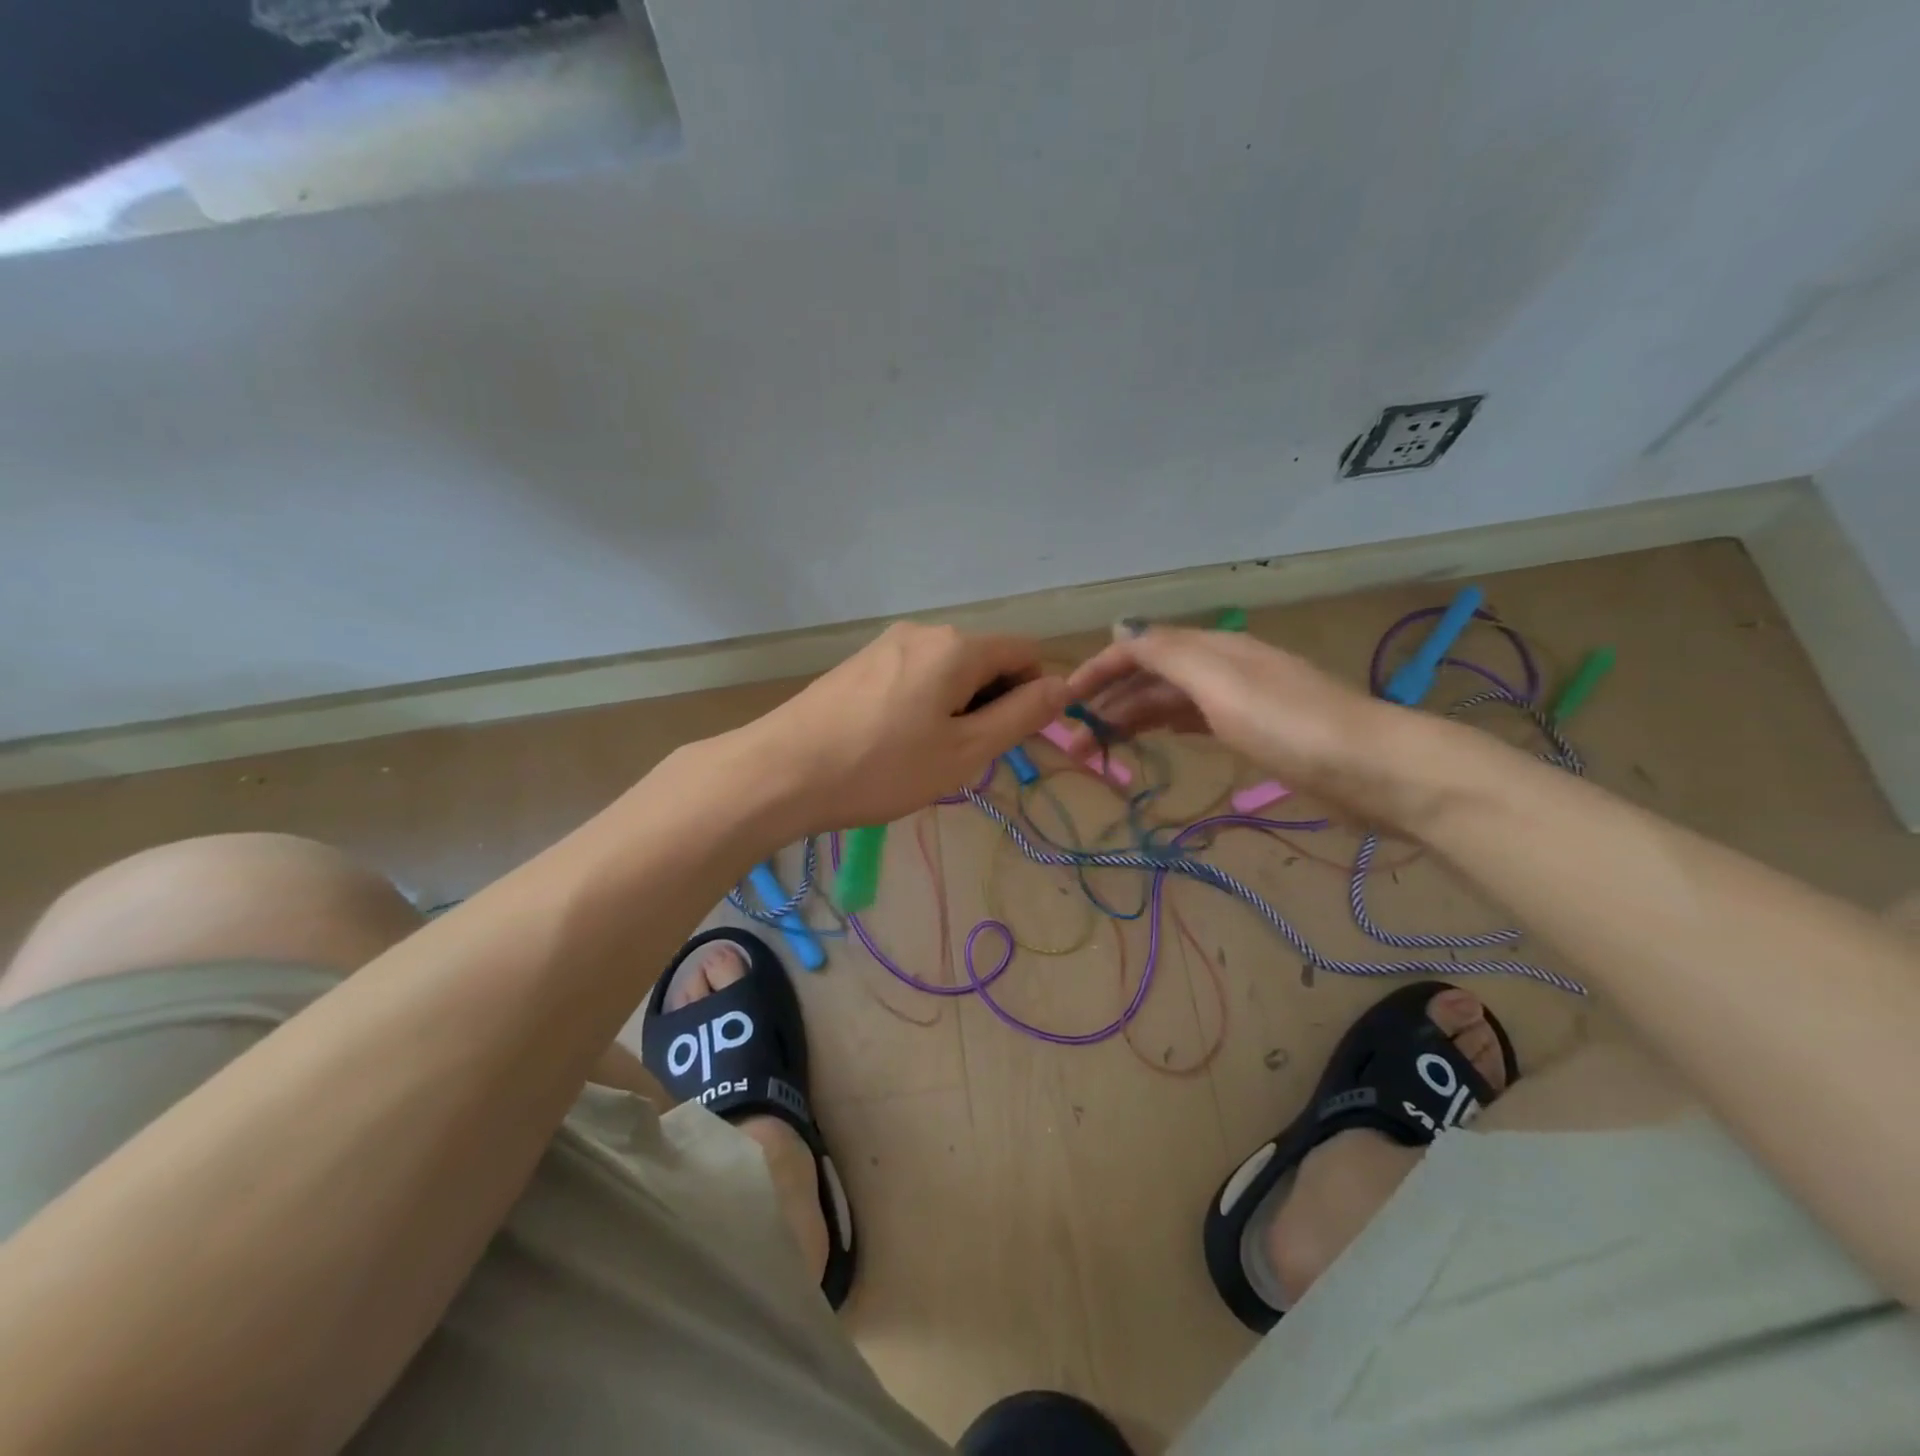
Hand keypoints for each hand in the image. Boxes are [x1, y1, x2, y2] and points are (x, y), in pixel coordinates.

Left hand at [747, 623, 1071, 832]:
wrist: (781, 771)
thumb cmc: (882, 768)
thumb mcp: (964, 751)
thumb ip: (1020, 716)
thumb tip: (1063, 686)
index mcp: (957, 646)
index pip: (1024, 652)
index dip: (1034, 692)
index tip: (1013, 739)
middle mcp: (923, 631)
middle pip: (985, 659)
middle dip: (992, 702)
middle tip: (966, 757)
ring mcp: (886, 643)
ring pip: (948, 669)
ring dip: (958, 707)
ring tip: (928, 756)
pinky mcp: (860, 662)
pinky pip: (914, 675)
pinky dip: (925, 704)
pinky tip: (897, 743)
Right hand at [1064, 624, 1420, 821]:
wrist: (1372, 769)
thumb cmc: (1289, 724)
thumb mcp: (1220, 682)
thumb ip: (1167, 652)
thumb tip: (1120, 624)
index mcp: (1212, 649)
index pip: (1141, 647)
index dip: (1098, 669)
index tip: (1063, 701)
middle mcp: (1223, 667)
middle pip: (1152, 676)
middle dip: (1108, 702)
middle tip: (1075, 743)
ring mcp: (1241, 700)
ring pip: (1170, 701)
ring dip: (1131, 719)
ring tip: (1100, 750)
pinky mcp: (1255, 732)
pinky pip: (1194, 720)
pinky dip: (1165, 726)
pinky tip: (1154, 738)